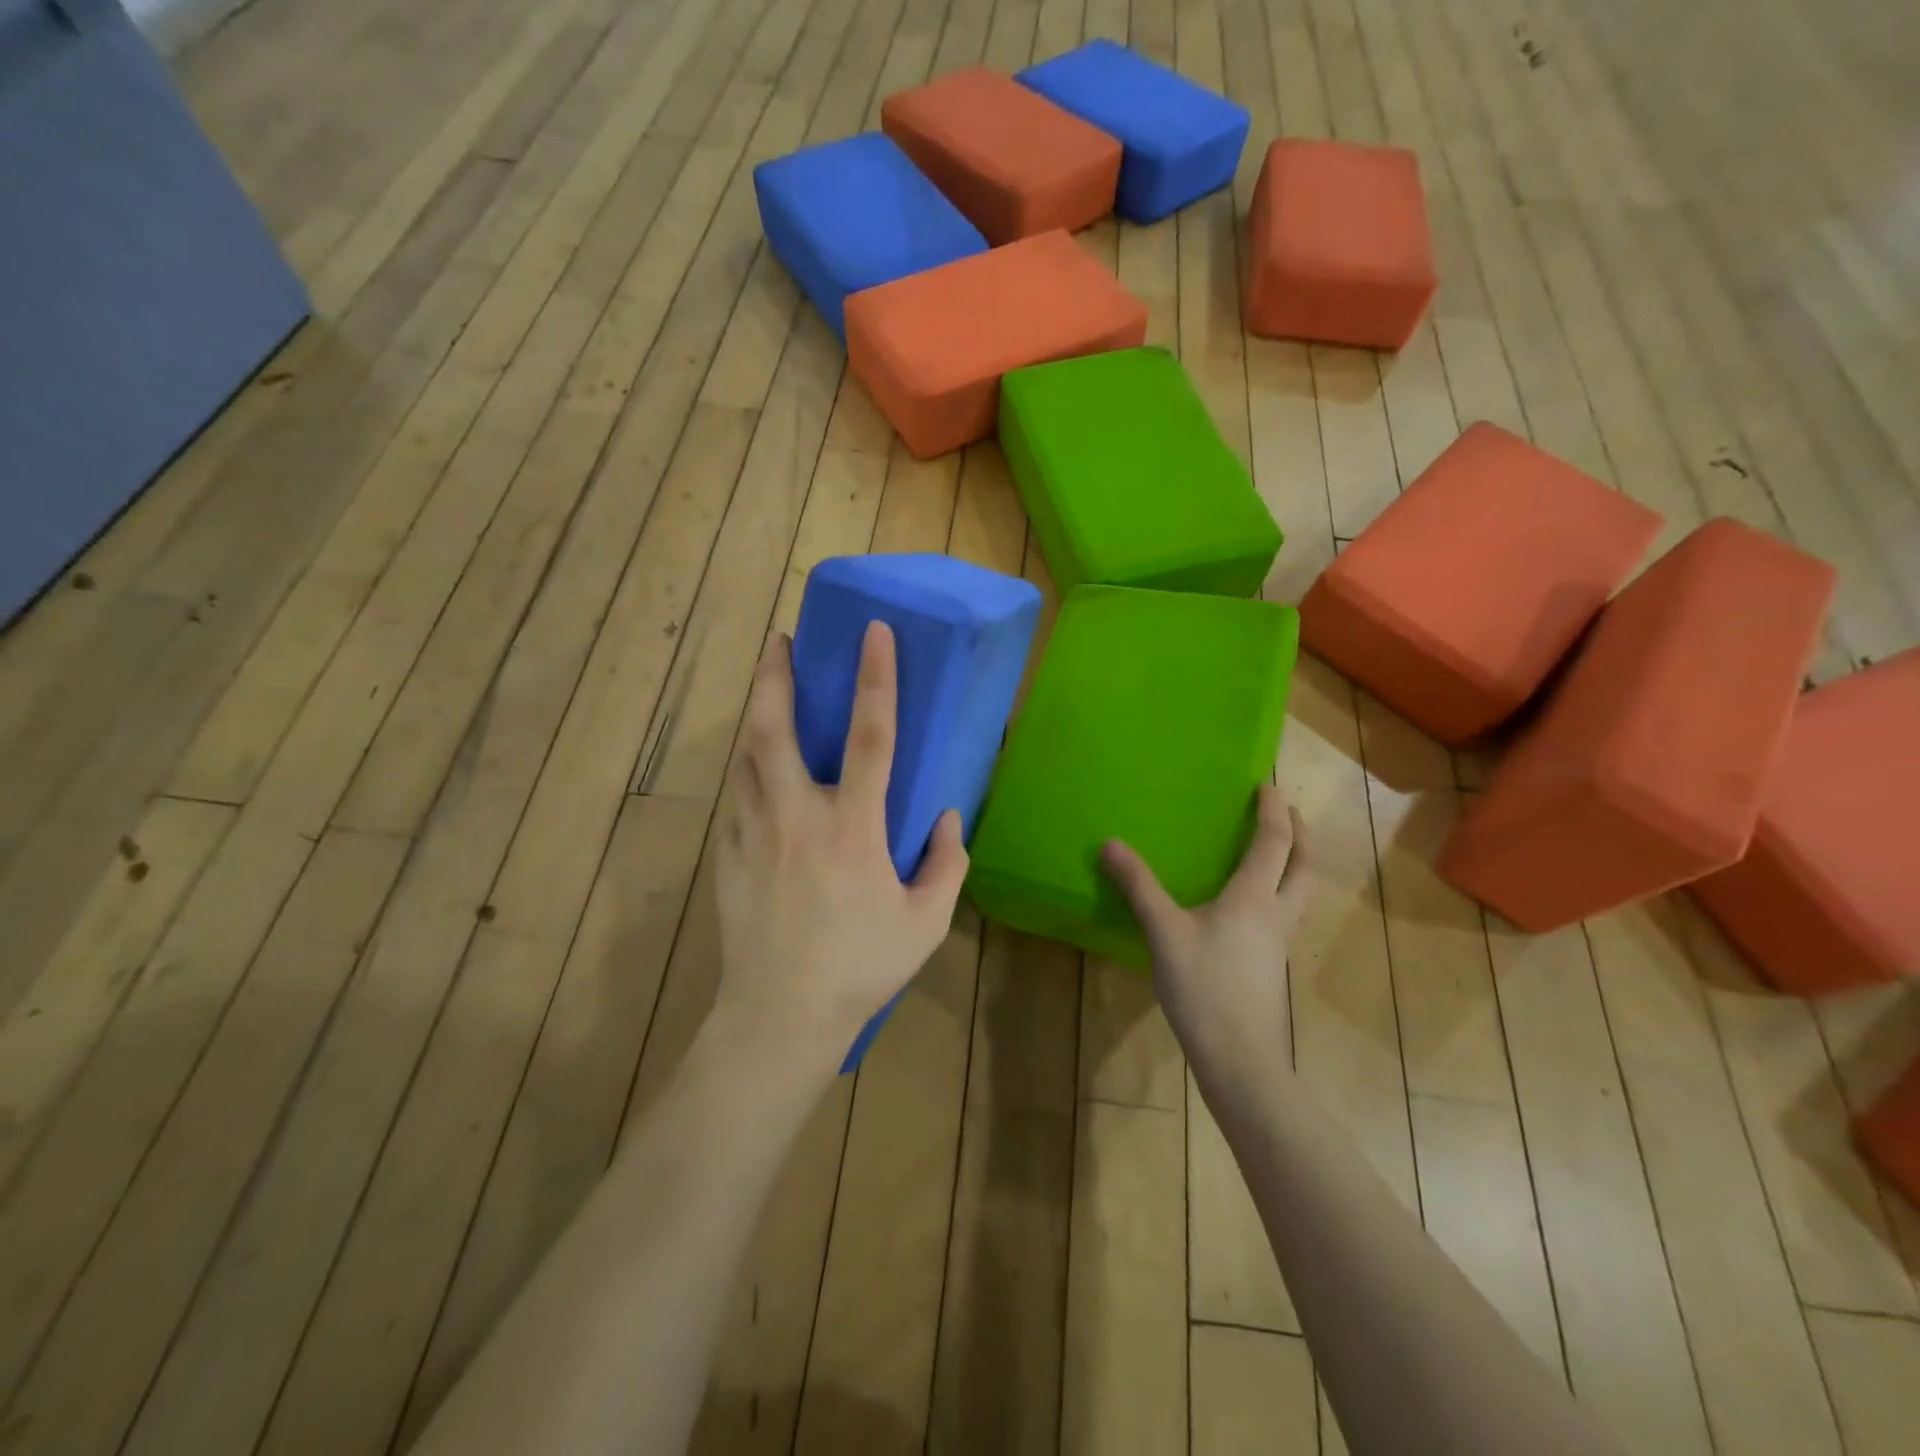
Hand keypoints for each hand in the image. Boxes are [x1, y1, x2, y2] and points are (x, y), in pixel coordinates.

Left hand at [713, 622, 968, 1074]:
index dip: (876, 678)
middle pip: (775, 729)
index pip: (870, 736)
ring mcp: (755, 833)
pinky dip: (747, 770)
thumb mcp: (925, 922)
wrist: (779, 1015)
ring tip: (766, 693)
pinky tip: (756, 769)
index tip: (874, 632)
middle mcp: (798, 816)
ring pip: (747, 756)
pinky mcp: (728, 855)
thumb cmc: (861, 967)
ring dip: (756, 716)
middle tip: (779, 641)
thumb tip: (946, 818)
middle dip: (775, 676)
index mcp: (852, 826)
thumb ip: (946, 864)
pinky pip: (737, 797)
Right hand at [1101, 783, 1311, 1077]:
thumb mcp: (1163, 932)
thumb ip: (1138, 886)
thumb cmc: (1204, 988)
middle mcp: (1276, 913)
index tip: (1266, 784)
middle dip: (1299, 832)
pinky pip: (1289, 912)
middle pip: (1303, 864)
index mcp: (1254, 897)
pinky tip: (1256, 904)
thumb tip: (1110, 845)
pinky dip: (1283, 890)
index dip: (1273, 809)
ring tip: (1279, 850)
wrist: (1240, 1059)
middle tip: (1285, 812)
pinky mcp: (1274, 965)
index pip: (1274, 841)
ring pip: (1302, 890)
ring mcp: (1280, 942)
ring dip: (1297, 861)